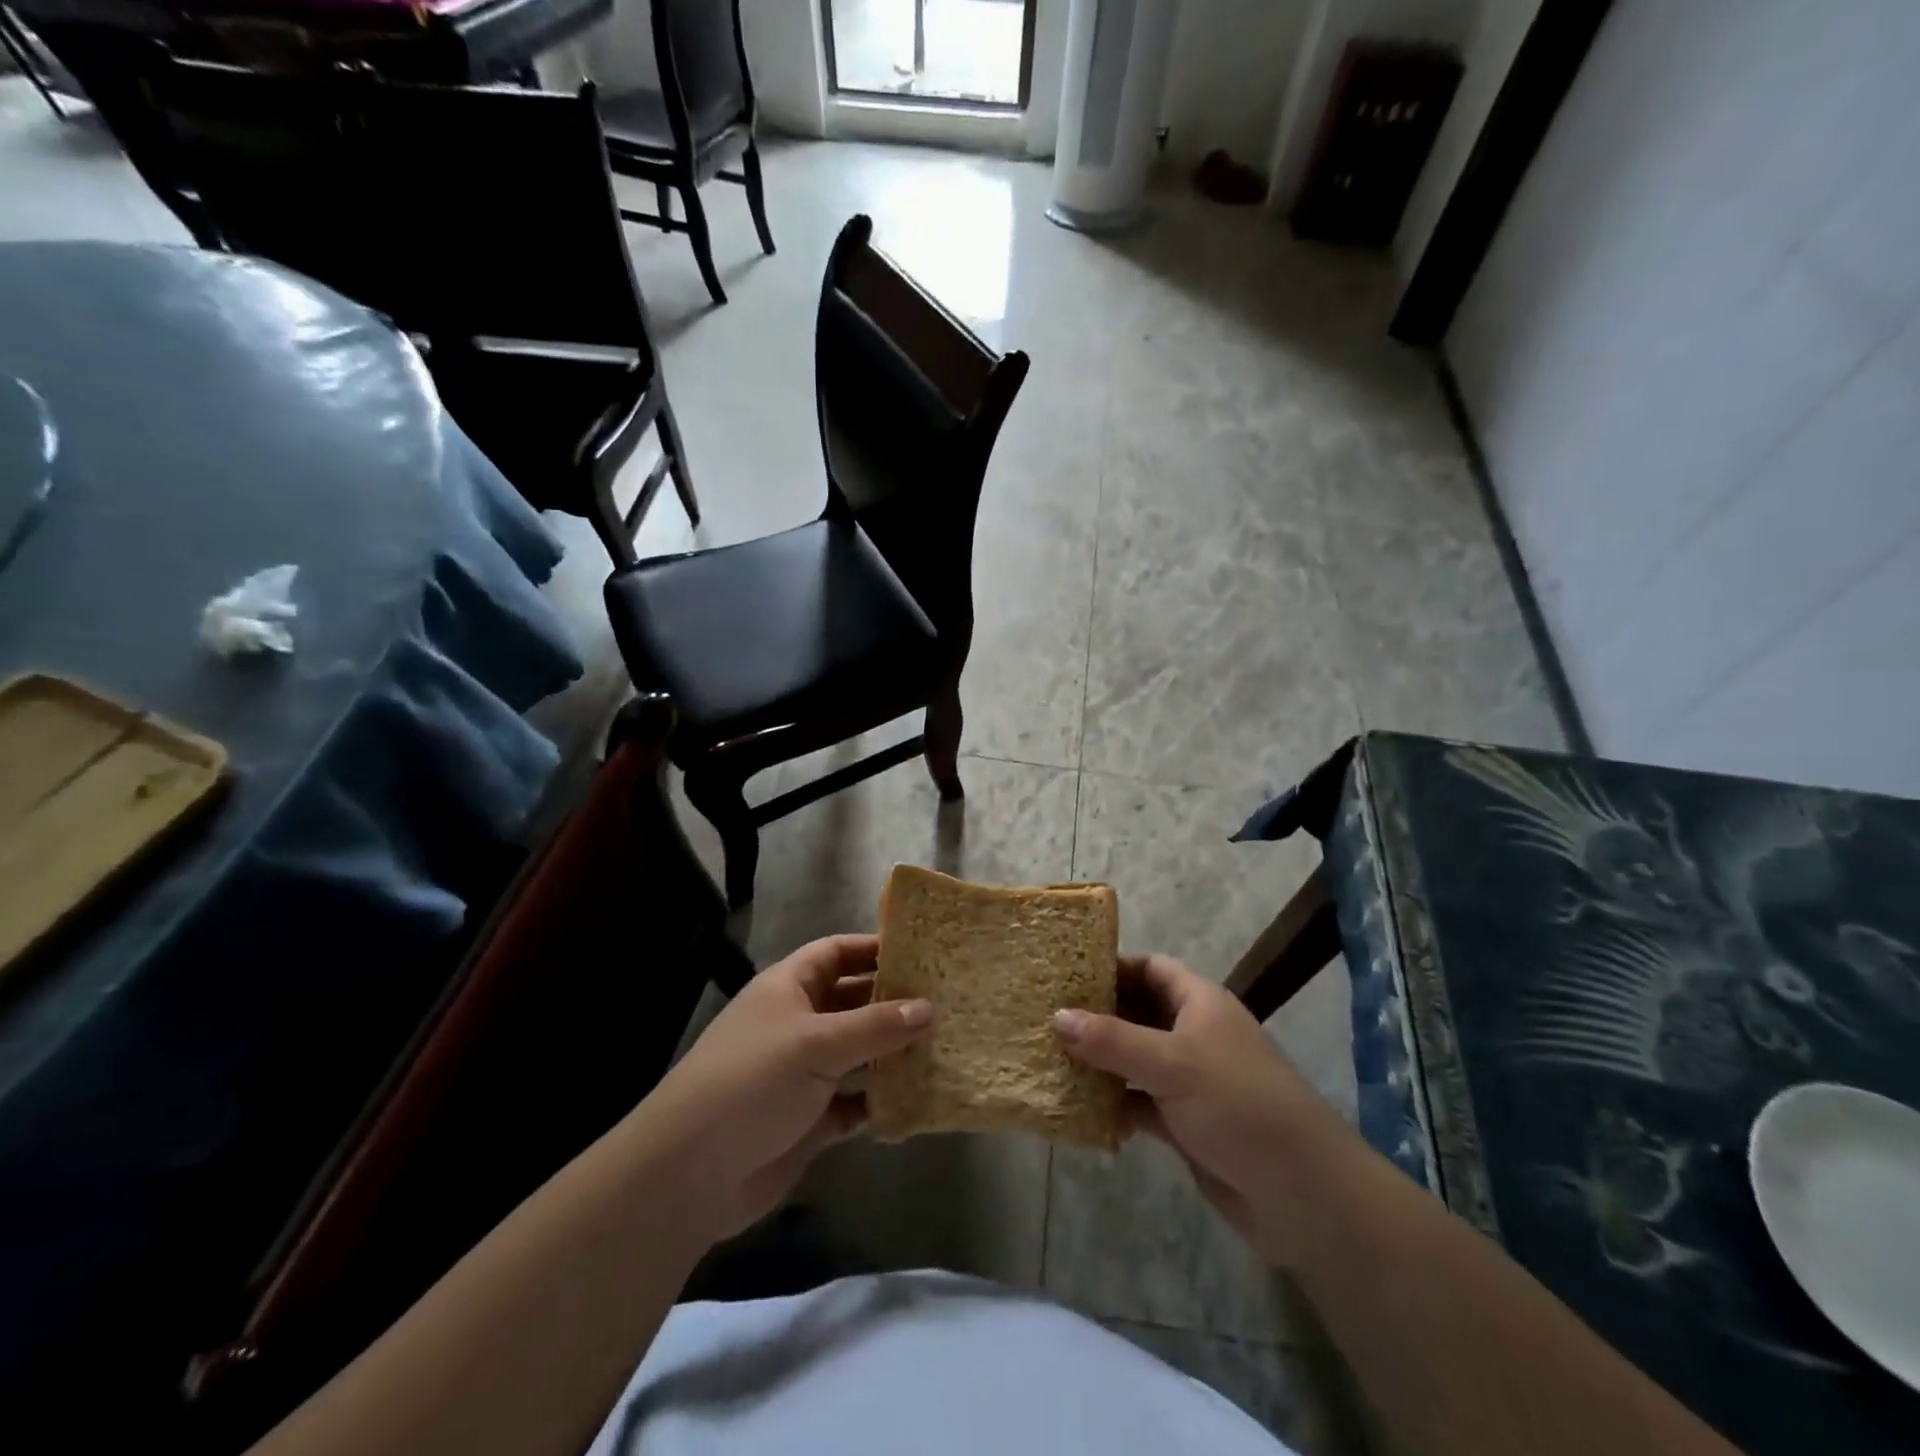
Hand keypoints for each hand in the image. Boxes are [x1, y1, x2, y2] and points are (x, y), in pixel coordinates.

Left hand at [642, 935, 933, 1242]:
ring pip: (859, 1054)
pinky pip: (855, 1103)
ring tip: (943, 1048)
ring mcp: (804, 1073)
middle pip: (853, 1002)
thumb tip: (930, 1007)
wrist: (691, 1173)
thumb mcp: (817, 1043)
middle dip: (893, 1002)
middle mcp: (798, 1024)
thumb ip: (876, 1026)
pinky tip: (914, 1103)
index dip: (873, 948)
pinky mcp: (810, 1120)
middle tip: (946, 1003)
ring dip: (893, 1054)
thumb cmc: (753, 1081)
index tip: (921, 952)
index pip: (836, 953)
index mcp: (789, 988)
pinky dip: (879, 1103)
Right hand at [1054, 955, 1340, 1264]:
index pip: (1150, 968)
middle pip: (1138, 1013)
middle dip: (1097, 1015)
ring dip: (1100, 1062)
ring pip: (1134, 1060)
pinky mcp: (1185, 1123)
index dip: (1112, 966)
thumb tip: (1056, 1016)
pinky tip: (1077, 1106)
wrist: (1302, 1194)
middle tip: (1045, 1016)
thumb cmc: (1239, 1105)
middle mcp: (1194, 1034)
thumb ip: (1112, 1040)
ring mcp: (1190, 1080)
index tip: (1065, 973)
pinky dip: (1113, 1103)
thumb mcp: (1172, 1064)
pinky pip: (1139, 1102)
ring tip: (1049, 1057)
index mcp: (1200, 1003)